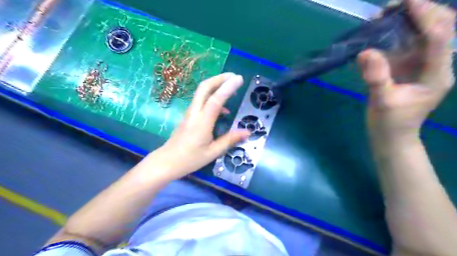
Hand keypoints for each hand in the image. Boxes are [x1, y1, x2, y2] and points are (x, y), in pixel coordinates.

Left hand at [146, 72, 249, 179]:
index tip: (239, 78)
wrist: (167, 162)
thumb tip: (248, 131)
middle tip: (234, 76)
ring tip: (231, 87)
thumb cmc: (190, 159)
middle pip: (204, 87)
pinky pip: (201, 101)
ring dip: (216, 85)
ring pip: (201, 92)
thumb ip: (230, 139)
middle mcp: (195, 113)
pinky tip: (223, 109)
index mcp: (202, 122)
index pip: (216, 100)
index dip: (228, 87)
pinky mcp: (189, 116)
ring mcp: (190, 113)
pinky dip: (212, 97)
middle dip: (219, 78)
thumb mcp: (213, 152)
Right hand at [359, 0, 454, 140]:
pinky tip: (379, 32)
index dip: (426, 16)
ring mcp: (420, 65)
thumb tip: (365, 52)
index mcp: (437, 74)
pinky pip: (405, 44)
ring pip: (423, 33)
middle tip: (394, 6)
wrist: (391, 136)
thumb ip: (376, 77)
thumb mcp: (383, 102)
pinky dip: (394, 34)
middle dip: (422, 11)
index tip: (406, 2)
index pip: (440, 37)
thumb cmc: (391, 123)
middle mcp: (434, 64)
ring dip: (407, 20)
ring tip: (384, 15)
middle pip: (441, 27)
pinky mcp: (406, 68)